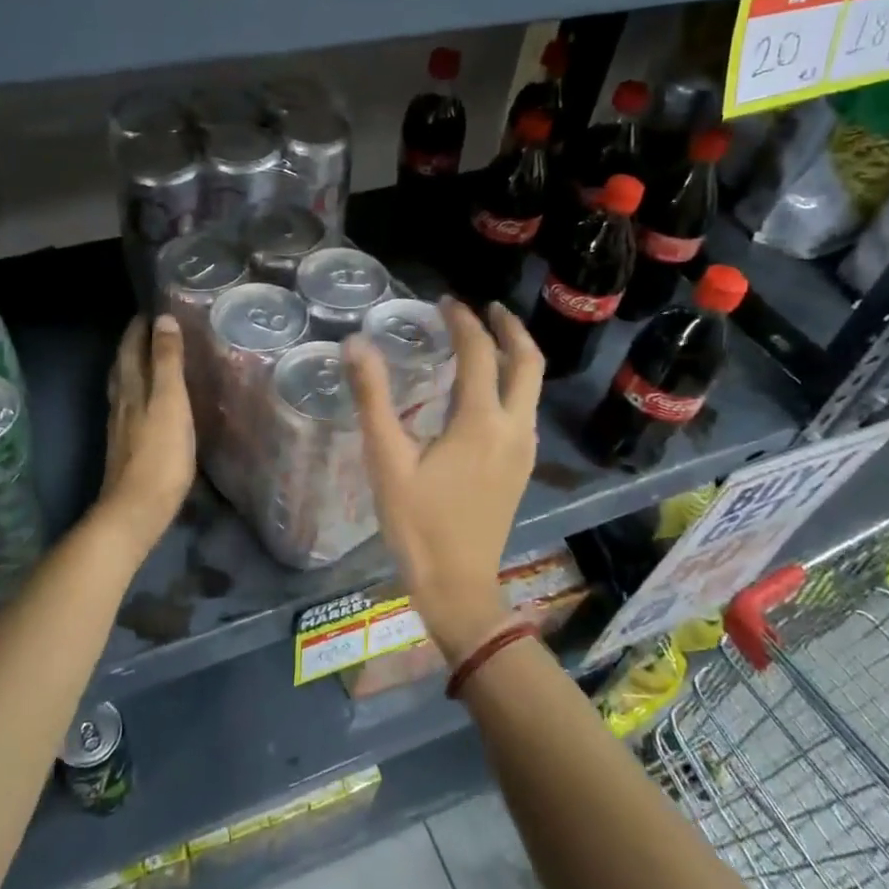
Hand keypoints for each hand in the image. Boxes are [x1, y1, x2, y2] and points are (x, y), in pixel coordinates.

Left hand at [97, 314, 195, 547]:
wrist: (136, 509)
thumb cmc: (160, 455)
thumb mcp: (171, 402)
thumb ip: (168, 362)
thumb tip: (163, 319)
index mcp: (132, 388)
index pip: (131, 348)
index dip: (138, 328)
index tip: (151, 310)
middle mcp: (121, 403)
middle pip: (123, 366)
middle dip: (133, 345)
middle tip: (149, 329)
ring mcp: (120, 427)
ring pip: (123, 387)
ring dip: (132, 368)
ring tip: (147, 360)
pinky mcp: (125, 448)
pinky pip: (129, 408)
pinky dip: (137, 393)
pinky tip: (146, 403)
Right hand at [344, 299, 542, 664]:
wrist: (458, 585)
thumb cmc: (417, 524)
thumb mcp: (387, 460)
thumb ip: (373, 399)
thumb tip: (355, 345)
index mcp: (481, 422)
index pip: (479, 353)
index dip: (463, 322)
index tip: (444, 303)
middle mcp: (514, 428)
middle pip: (528, 363)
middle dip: (510, 329)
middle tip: (487, 308)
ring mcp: (524, 450)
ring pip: (532, 388)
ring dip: (516, 356)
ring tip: (488, 341)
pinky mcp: (522, 469)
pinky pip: (526, 410)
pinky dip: (514, 385)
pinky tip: (489, 393)